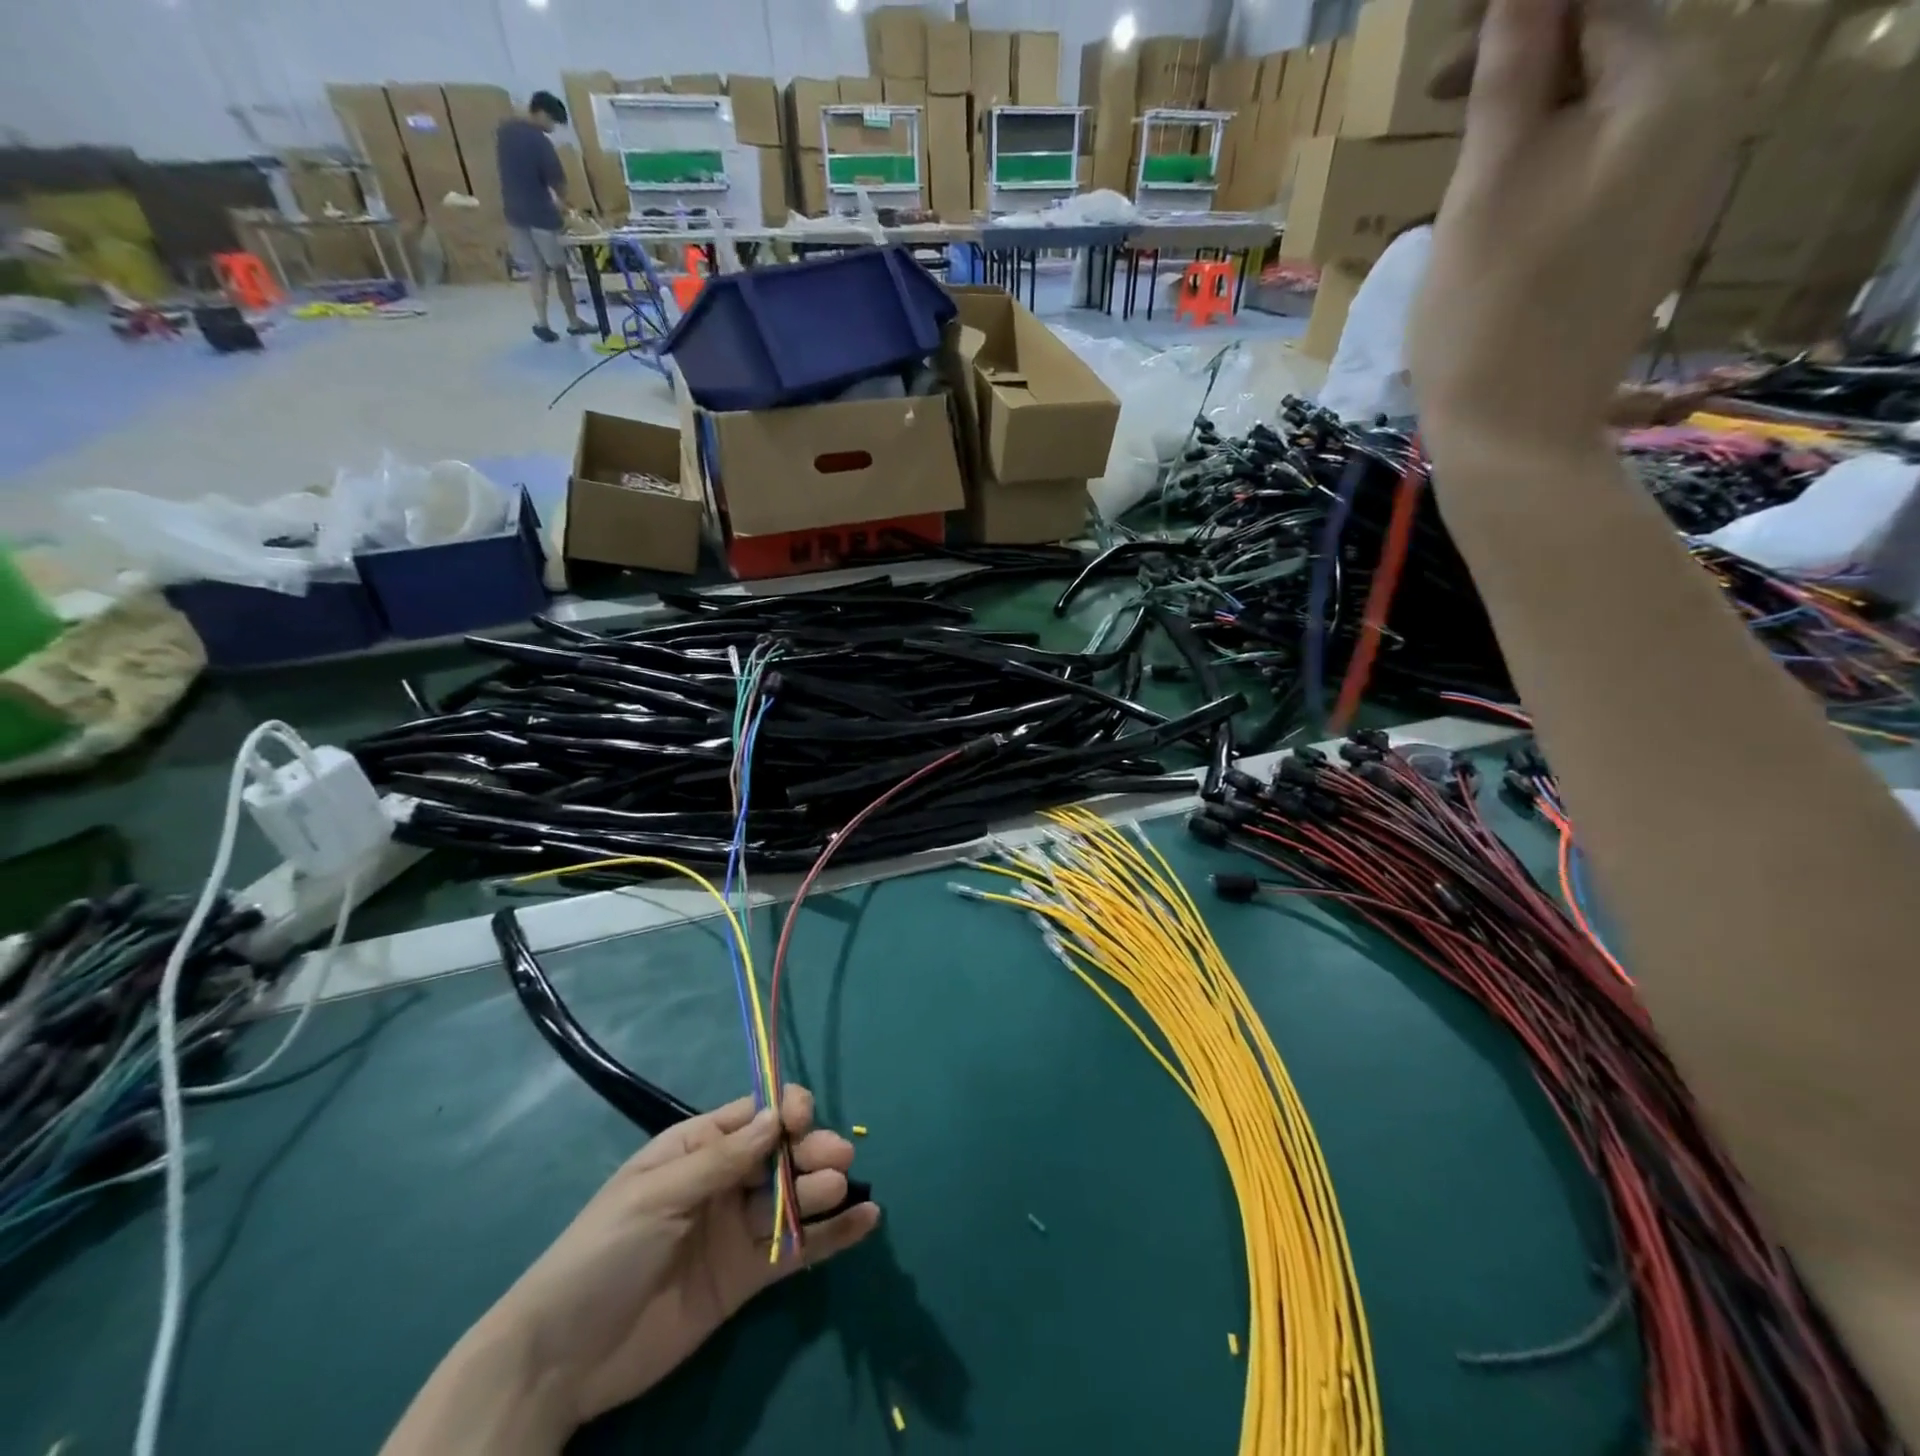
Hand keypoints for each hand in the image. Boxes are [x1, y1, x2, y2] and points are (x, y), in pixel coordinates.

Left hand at [488, 1086, 877, 1430]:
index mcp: (698, 1148)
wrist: (563, 1358)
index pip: (754, 1116)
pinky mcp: (748, 1276)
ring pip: (793, 1198)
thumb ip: (723, 1159)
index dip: (784, 1111)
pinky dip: (833, 1235)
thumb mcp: (658, 1194)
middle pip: (781, 1155)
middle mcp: (724, 1182)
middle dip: (812, 1150)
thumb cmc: (603, 1251)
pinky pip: (797, 1248)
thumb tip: (778, 1117)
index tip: (803, 1120)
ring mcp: (738, 1229)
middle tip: (838, 1161)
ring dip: (823, 1189)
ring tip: (843, 1190)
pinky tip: (866, 1221)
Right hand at [1409, 0, 1730, 453]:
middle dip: (1523, 62)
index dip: (1516, 14)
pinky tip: (1496, 203)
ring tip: (1460, 157)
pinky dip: (1546, 163)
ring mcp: (1680, 182)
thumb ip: (1507, 73)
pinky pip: (1602, 165)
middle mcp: (1700, 117)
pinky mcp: (1647, 234)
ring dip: (1528, 116)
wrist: (1515, 436)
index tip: (1439, 60)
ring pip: (1599, 111)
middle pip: (1608, 49)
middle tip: (1436, 103)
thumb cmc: (1486, 315)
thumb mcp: (1483, 188)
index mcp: (1669, 87)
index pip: (1600, 0)